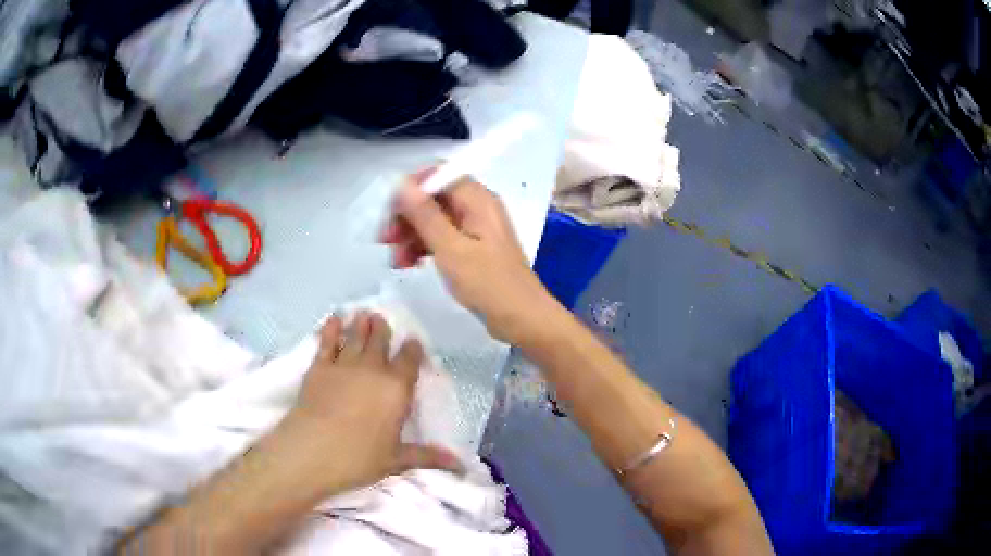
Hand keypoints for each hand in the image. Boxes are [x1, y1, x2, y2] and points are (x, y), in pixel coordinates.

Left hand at [283, 312, 461, 495]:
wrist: (313, 450)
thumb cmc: (359, 458)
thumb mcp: (397, 460)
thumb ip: (427, 455)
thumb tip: (460, 464)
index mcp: (397, 389)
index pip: (409, 361)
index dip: (412, 349)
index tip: (413, 341)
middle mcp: (373, 370)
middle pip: (380, 342)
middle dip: (382, 329)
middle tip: (380, 319)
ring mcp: (344, 365)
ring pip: (355, 337)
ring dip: (360, 325)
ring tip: (363, 314)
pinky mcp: (319, 367)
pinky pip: (327, 342)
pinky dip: (331, 329)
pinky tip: (334, 320)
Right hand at [380, 172, 560, 343]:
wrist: (522, 319)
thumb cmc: (488, 284)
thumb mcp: (451, 249)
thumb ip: (425, 215)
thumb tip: (402, 183)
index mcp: (477, 200)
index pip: (438, 176)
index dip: (410, 189)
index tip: (390, 213)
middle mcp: (477, 208)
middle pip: (434, 198)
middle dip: (407, 217)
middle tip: (386, 240)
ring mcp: (475, 229)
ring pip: (435, 220)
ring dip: (412, 235)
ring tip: (396, 261)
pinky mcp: (473, 249)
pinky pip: (443, 238)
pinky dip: (425, 248)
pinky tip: (409, 264)